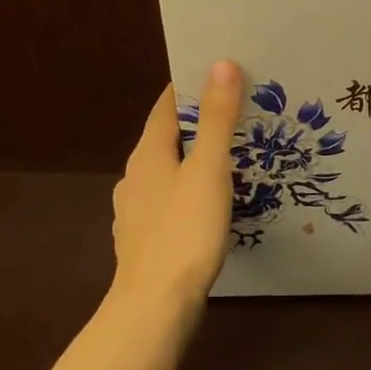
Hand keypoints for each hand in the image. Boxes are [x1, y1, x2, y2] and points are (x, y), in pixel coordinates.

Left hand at [110, 59, 243, 311]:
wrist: (155, 306)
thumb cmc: (184, 231)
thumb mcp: (208, 170)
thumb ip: (217, 119)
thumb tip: (221, 63)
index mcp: (147, 155)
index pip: (165, 107)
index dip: (188, 88)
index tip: (218, 75)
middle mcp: (134, 178)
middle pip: (166, 139)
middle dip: (196, 126)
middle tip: (235, 117)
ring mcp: (134, 212)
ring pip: (166, 174)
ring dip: (191, 162)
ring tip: (227, 161)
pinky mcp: (143, 241)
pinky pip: (168, 203)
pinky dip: (187, 194)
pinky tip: (206, 207)